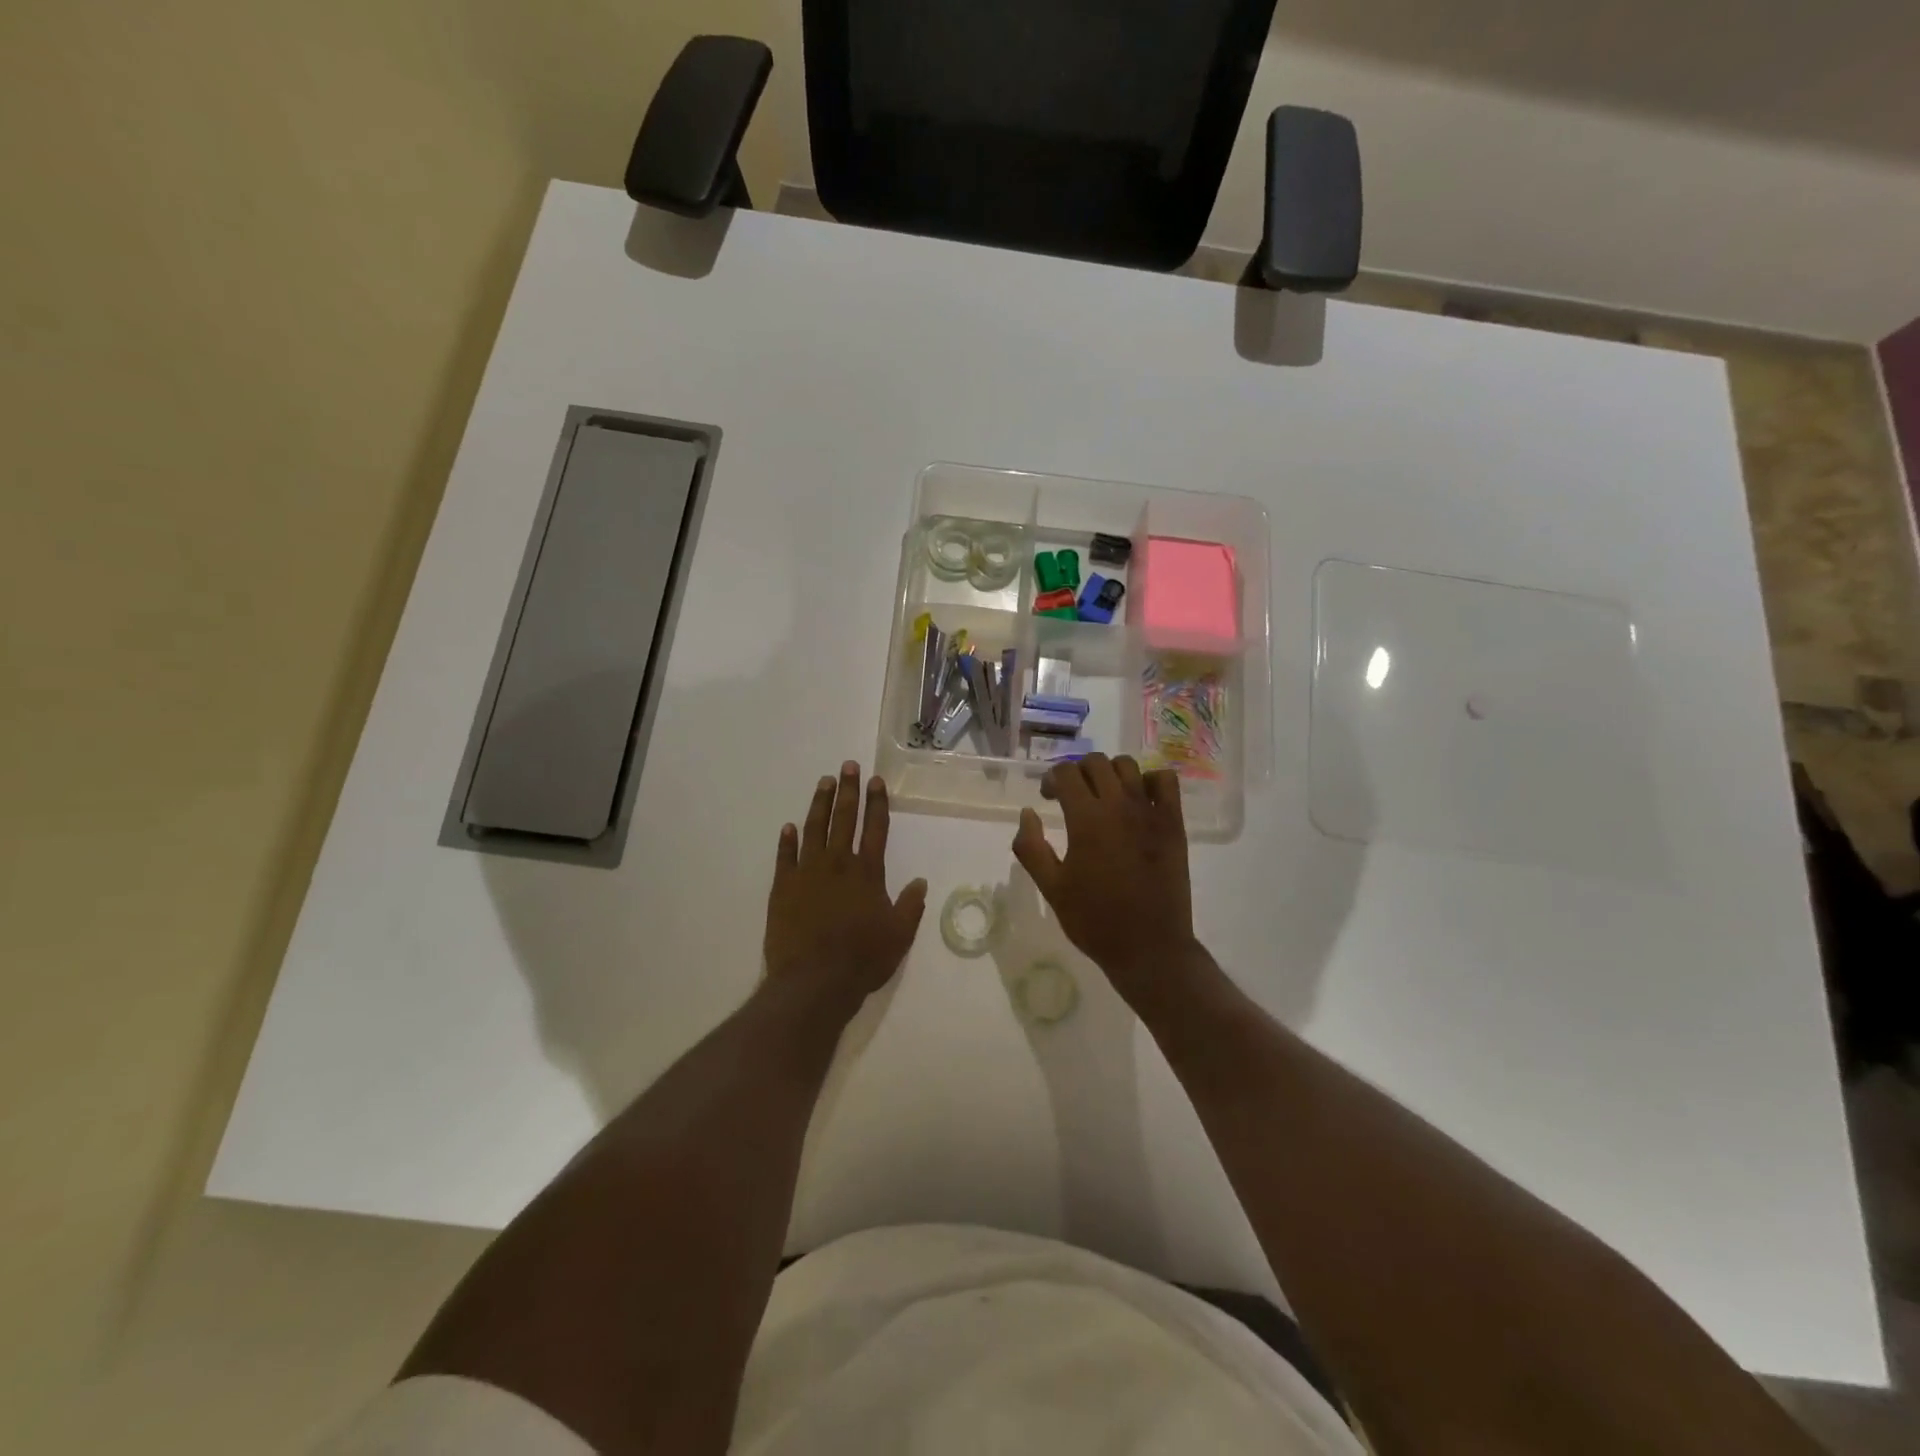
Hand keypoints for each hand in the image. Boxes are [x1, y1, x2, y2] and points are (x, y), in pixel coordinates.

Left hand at [764, 761, 927, 1014]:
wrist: (813, 981)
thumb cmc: (862, 959)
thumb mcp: (899, 935)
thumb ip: (910, 906)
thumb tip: (920, 881)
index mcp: (867, 872)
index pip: (875, 828)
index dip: (877, 803)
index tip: (875, 781)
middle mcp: (838, 864)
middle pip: (844, 819)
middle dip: (848, 791)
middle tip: (848, 766)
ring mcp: (807, 873)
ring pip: (814, 829)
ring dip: (819, 804)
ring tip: (823, 782)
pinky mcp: (783, 888)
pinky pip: (785, 857)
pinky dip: (787, 841)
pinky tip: (788, 827)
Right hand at [1011, 753, 1196, 1006]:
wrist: (1149, 947)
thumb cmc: (1094, 920)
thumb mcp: (1051, 888)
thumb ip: (1031, 847)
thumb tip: (1027, 813)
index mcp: (1086, 819)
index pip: (1065, 773)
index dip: (1051, 779)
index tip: (1048, 797)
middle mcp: (1119, 805)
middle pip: (1095, 762)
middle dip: (1077, 772)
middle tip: (1071, 797)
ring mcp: (1150, 811)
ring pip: (1128, 765)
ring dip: (1110, 773)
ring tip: (1104, 795)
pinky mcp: (1174, 823)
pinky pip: (1165, 780)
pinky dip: (1150, 780)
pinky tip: (1139, 800)